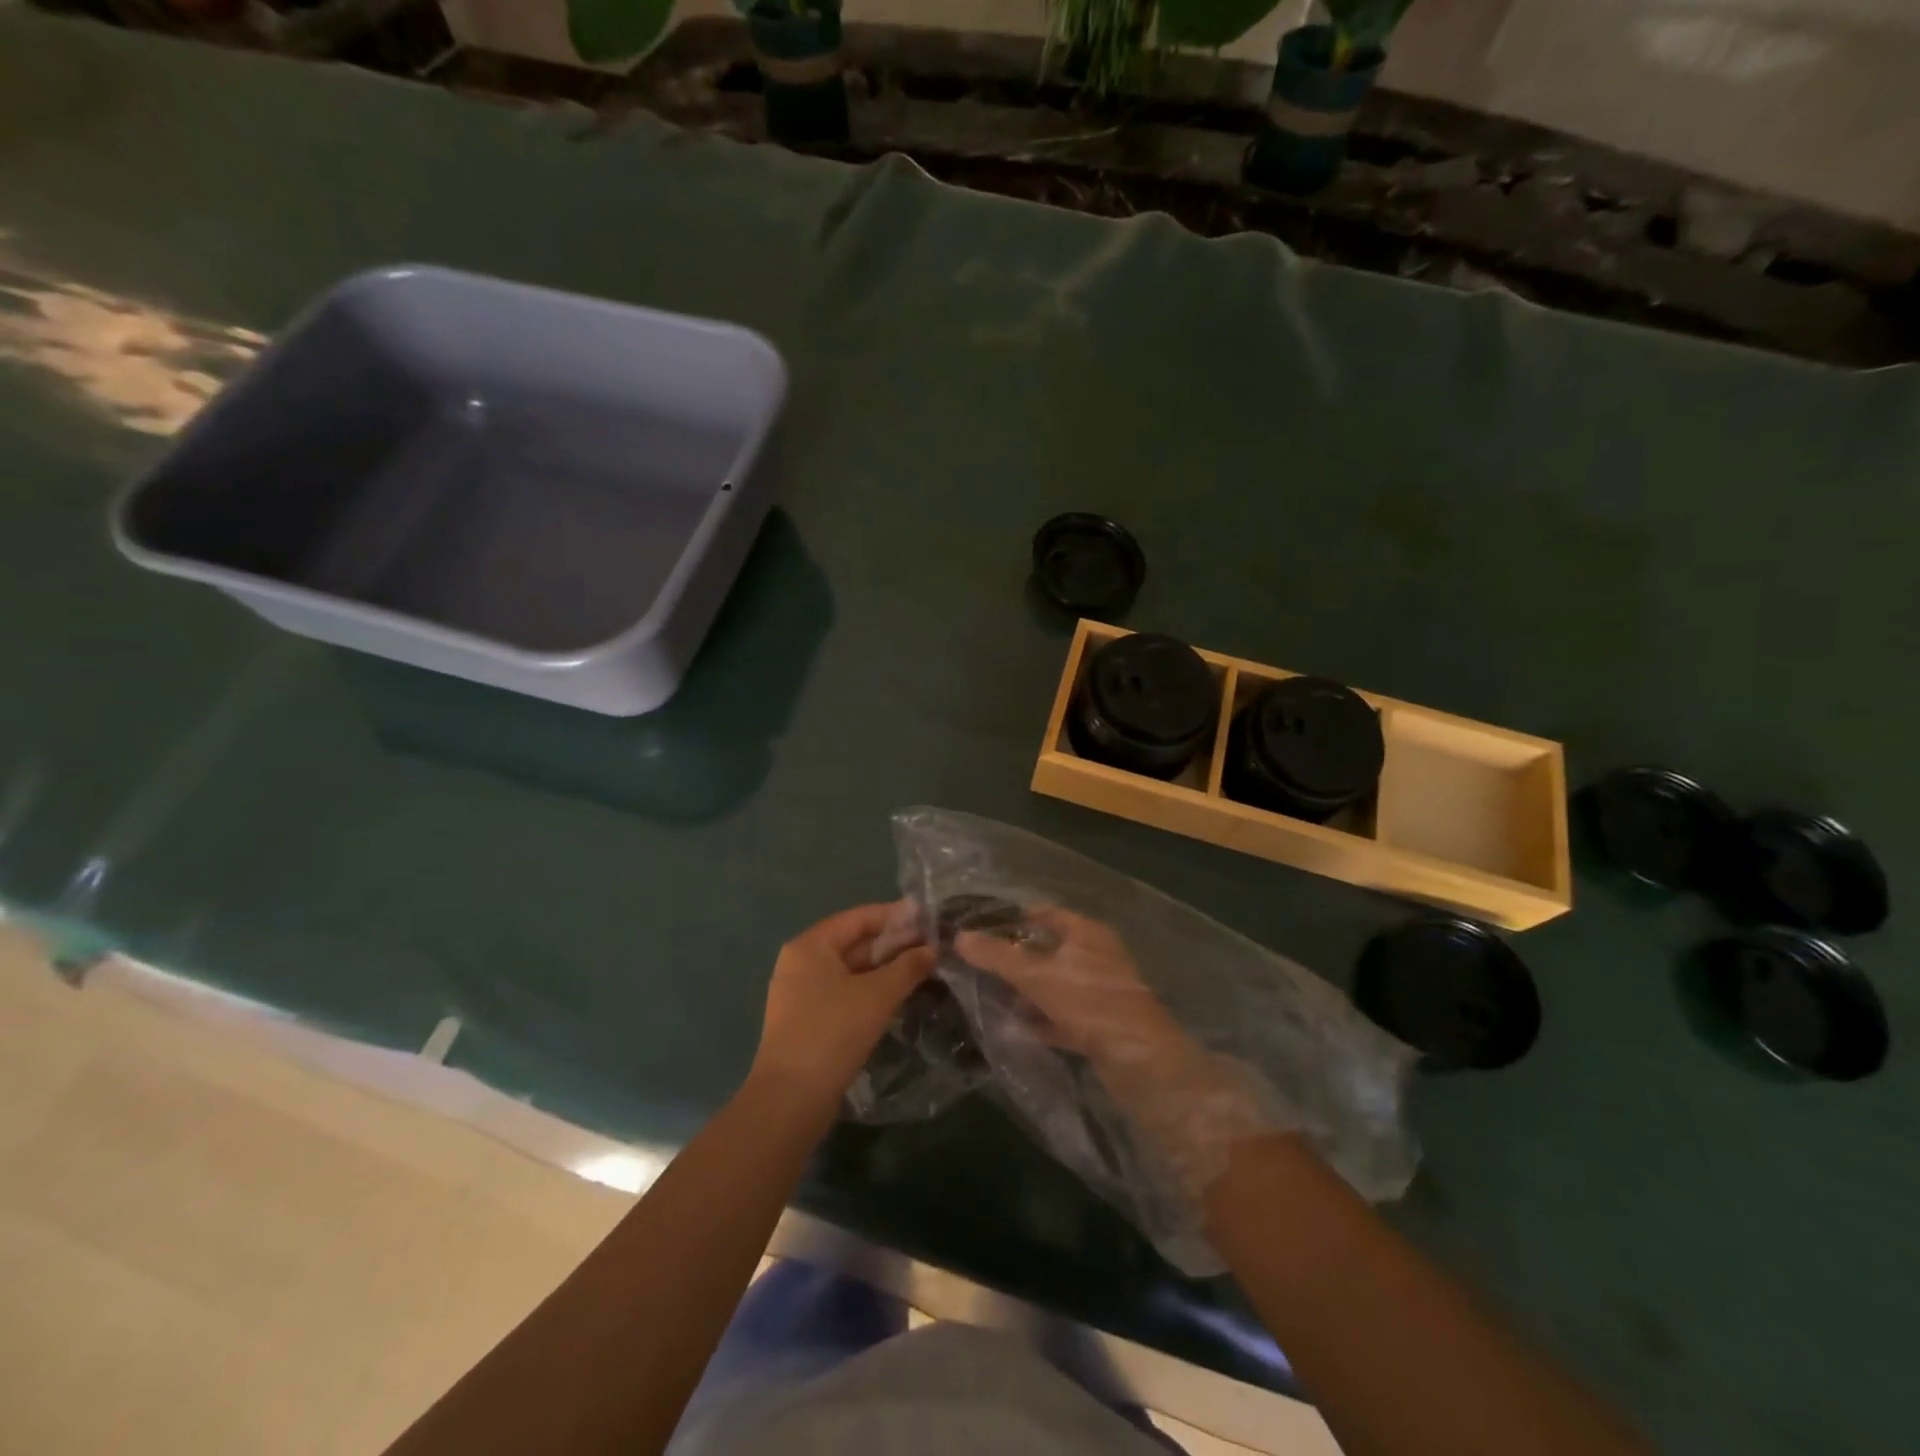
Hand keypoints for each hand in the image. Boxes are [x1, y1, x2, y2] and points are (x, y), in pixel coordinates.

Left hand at [751, 902, 933, 1104]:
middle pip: (854, 942)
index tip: (928, 918)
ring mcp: (801, 993)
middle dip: (893, 944)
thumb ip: (907, 967)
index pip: (859, 918)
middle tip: (933, 946)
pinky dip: (871, 990)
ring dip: (885, 969)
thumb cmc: (833, 1033)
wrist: (791, 1099)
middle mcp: (801, 962)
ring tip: (924, 968)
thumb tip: (931, 949)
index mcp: (810, 946)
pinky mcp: (808, 1020)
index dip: (895, 916)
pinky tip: (899, 996)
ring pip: (851, 970)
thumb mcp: (877, 995)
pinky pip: (845, 992)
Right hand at [953, 908, 1194, 1073]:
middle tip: (981, 964)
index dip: (1015, 918)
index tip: (983, 927)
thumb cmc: (1089, 1002)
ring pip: (1056, 985)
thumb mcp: (1036, 975)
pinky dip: (1042, 1020)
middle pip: (1050, 950)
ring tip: (991, 996)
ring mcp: (1102, 992)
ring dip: (1028, 991)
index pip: (1046, 914)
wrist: (1140, 1059)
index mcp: (1087, 932)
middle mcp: (1097, 956)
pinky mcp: (1102, 1025)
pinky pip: (1064, 1015)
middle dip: (1017, 958)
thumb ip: (997, 956)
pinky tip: (1015, 1028)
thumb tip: (959, 936)